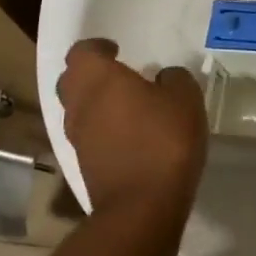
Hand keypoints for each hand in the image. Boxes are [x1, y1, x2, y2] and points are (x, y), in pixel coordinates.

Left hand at [57, 39, 207, 215]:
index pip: (82, 52)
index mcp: (98, 79)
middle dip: (90, 73)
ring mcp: (78, 138)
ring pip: (77, 109)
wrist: (141, 208)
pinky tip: (129, 134)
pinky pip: (87, 135)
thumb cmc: (163, 141)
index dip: (97, 47)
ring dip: (95, 103)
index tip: (116, 50)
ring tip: (126, 105)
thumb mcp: (185, 98)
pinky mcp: (84, 166)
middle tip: (117, 74)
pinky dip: (101, 129)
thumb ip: (174, 79)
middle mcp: (79, 105)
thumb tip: (163, 78)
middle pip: (71, 80)